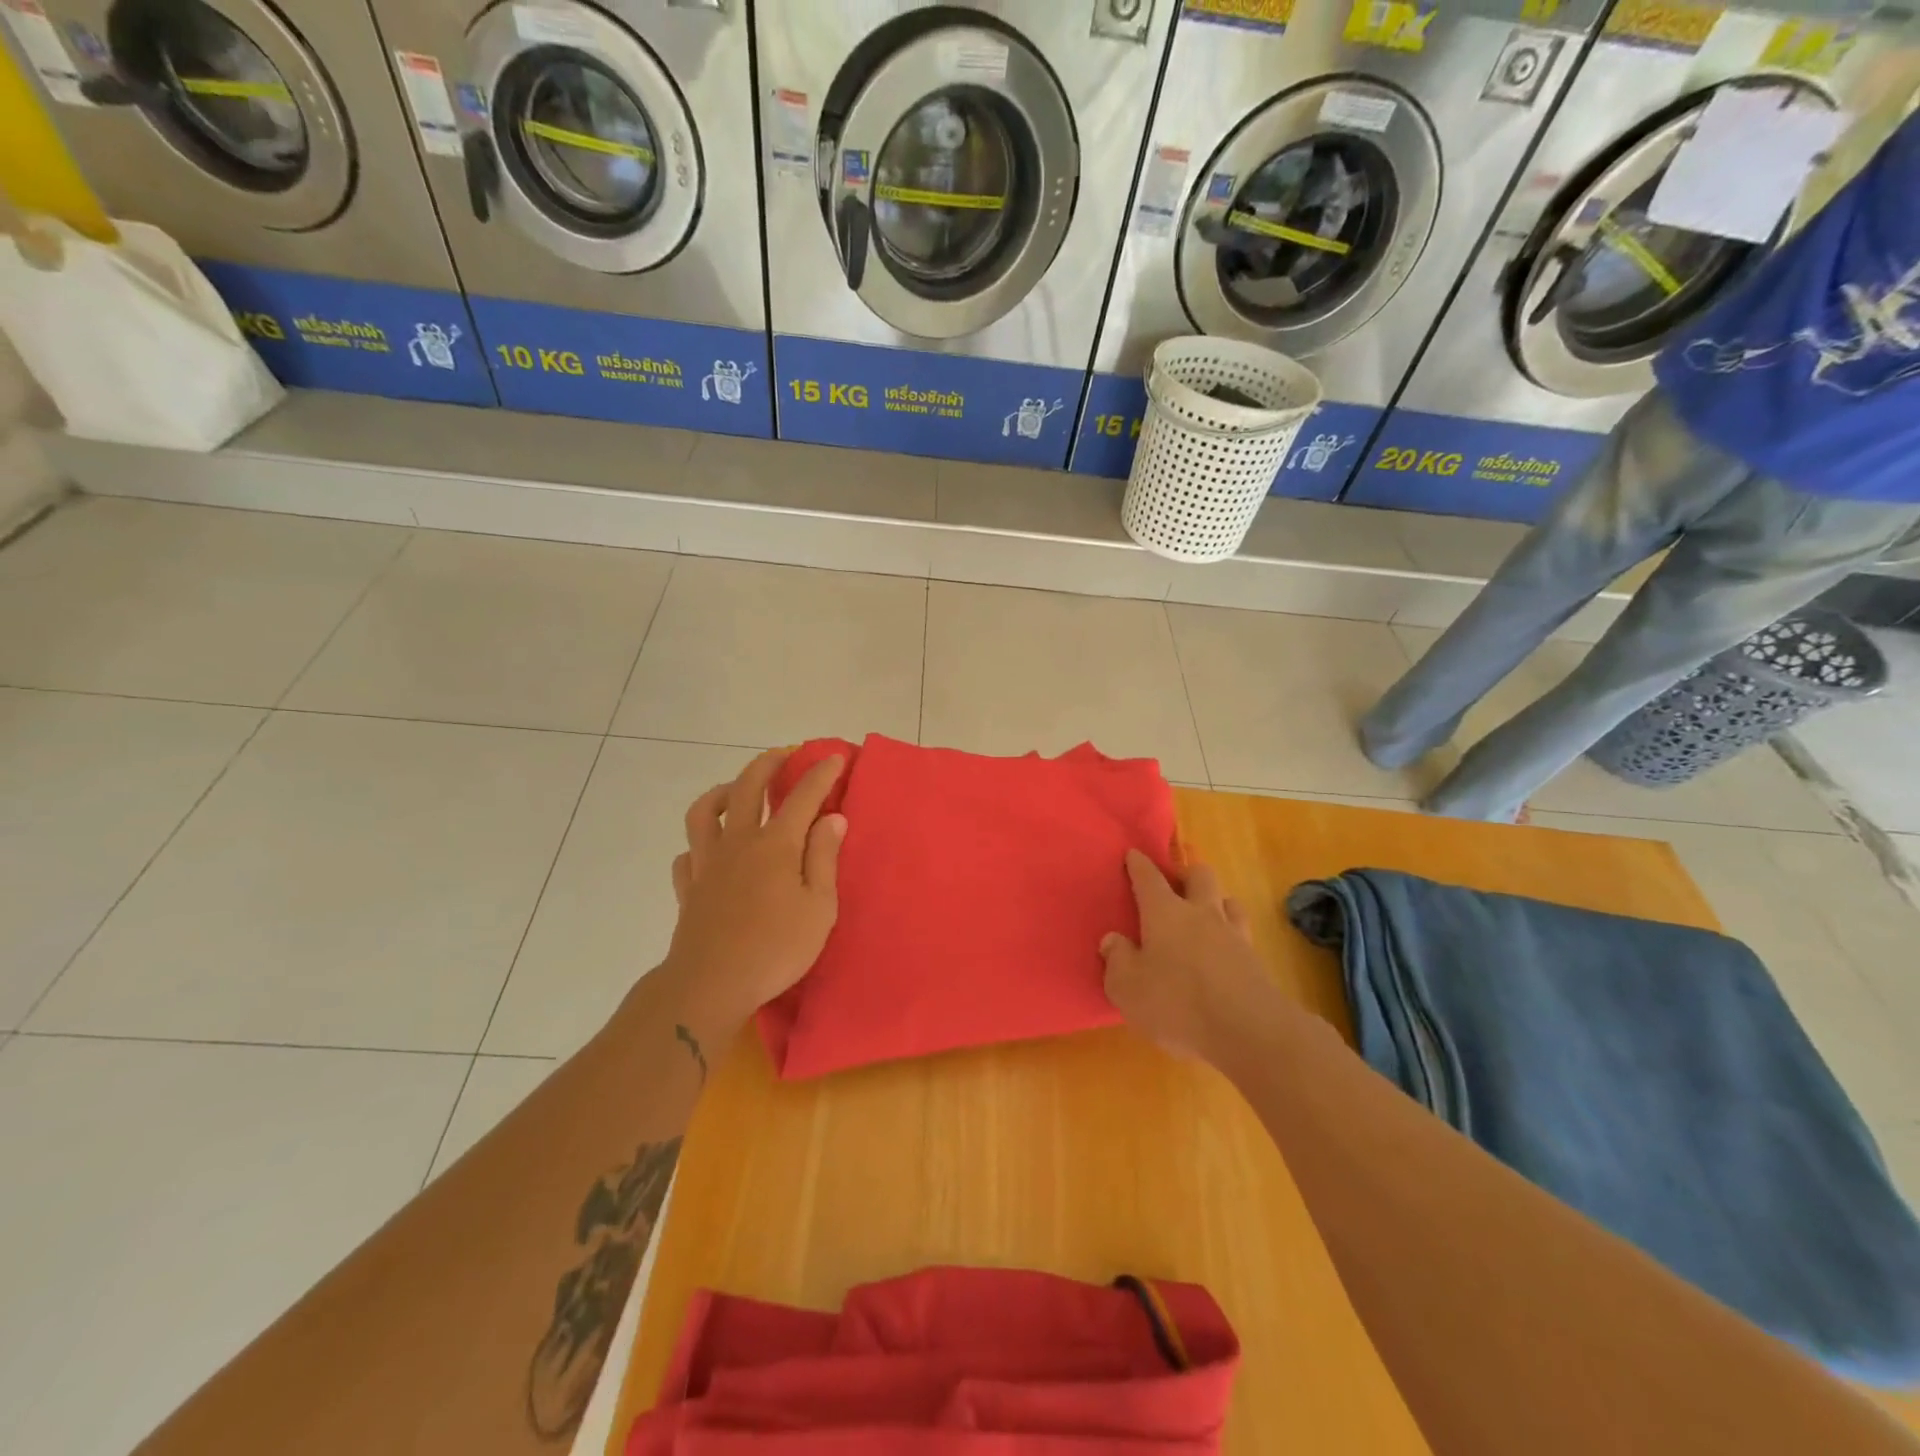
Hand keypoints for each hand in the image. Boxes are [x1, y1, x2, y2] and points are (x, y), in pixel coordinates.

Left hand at [661, 748, 846, 1040]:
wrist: (710, 985)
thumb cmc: (775, 949)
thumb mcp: (819, 907)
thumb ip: (824, 858)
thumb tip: (832, 818)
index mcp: (775, 845)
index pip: (802, 797)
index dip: (821, 773)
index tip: (835, 756)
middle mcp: (739, 842)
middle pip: (748, 787)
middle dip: (769, 764)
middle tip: (785, 755)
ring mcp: (708, 863)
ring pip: (705, 811)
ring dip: (723, 792)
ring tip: (738, 791)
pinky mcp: (689, 888)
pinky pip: (688, 854)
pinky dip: (699, 844)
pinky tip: (709, 850)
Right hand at [1101, 850, 1270, 1061]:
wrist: (1247, 1030)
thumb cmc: (1176, 1004)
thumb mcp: (1128, 988)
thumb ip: (1117, 960)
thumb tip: (1113, 940)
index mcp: (1164, 912)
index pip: (1149, 878)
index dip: (1139, 865)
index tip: (1134, 855)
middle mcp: (1200, 913)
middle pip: (1199, 875)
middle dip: (1186, 873)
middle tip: (1175, 884)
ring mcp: (1233, 934)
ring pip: (1227, 900)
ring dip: (1215, 901)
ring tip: (1205, 913)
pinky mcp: (1255, 960)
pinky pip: (1241, 932)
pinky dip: (1230, 933)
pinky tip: (1224, 948)